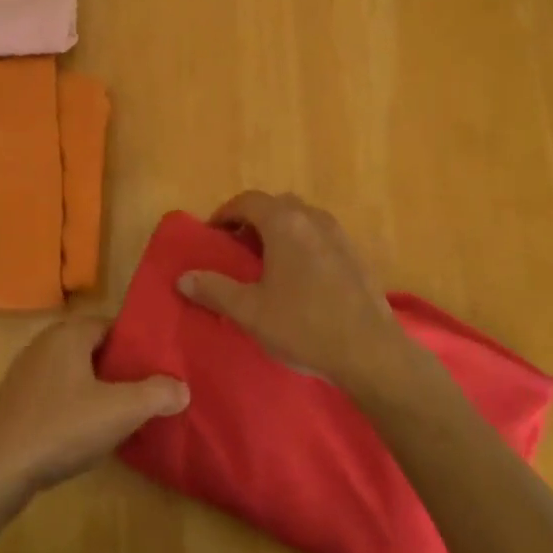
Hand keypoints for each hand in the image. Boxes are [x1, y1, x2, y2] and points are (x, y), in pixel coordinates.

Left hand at [0, 318, 188, 498]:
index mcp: (68, 334)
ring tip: (121, 416)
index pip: (112, 326)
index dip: (137, 346)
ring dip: (96, 391)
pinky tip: (84, 434)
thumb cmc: (61, 428)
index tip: (159, 369)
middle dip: (119, 370)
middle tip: (146, 393)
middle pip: (93, 349)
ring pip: (73, 374)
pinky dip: (73, 407)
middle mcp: (44, 344)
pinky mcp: (13, 403)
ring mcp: (24, 374)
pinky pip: (54, 395)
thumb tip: (182, 388)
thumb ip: (157, 394)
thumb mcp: (121, 411)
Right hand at [177, 191, 412, 392]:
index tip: (213, 234)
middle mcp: (313, 219)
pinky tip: (300, 278)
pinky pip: (321, 236)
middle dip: (253, 219)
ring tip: (267, 262)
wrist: (370, 351)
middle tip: (237, 247)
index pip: (249, 201)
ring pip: (302, 219)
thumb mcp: (250, 312)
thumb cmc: (303, 326)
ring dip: (280, 230)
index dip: (226, 213)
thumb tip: (183, 277)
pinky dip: (303, 244)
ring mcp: (339, 236)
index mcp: (284, 224)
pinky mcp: (356, 255)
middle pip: (277, 205)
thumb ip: (214, 290)